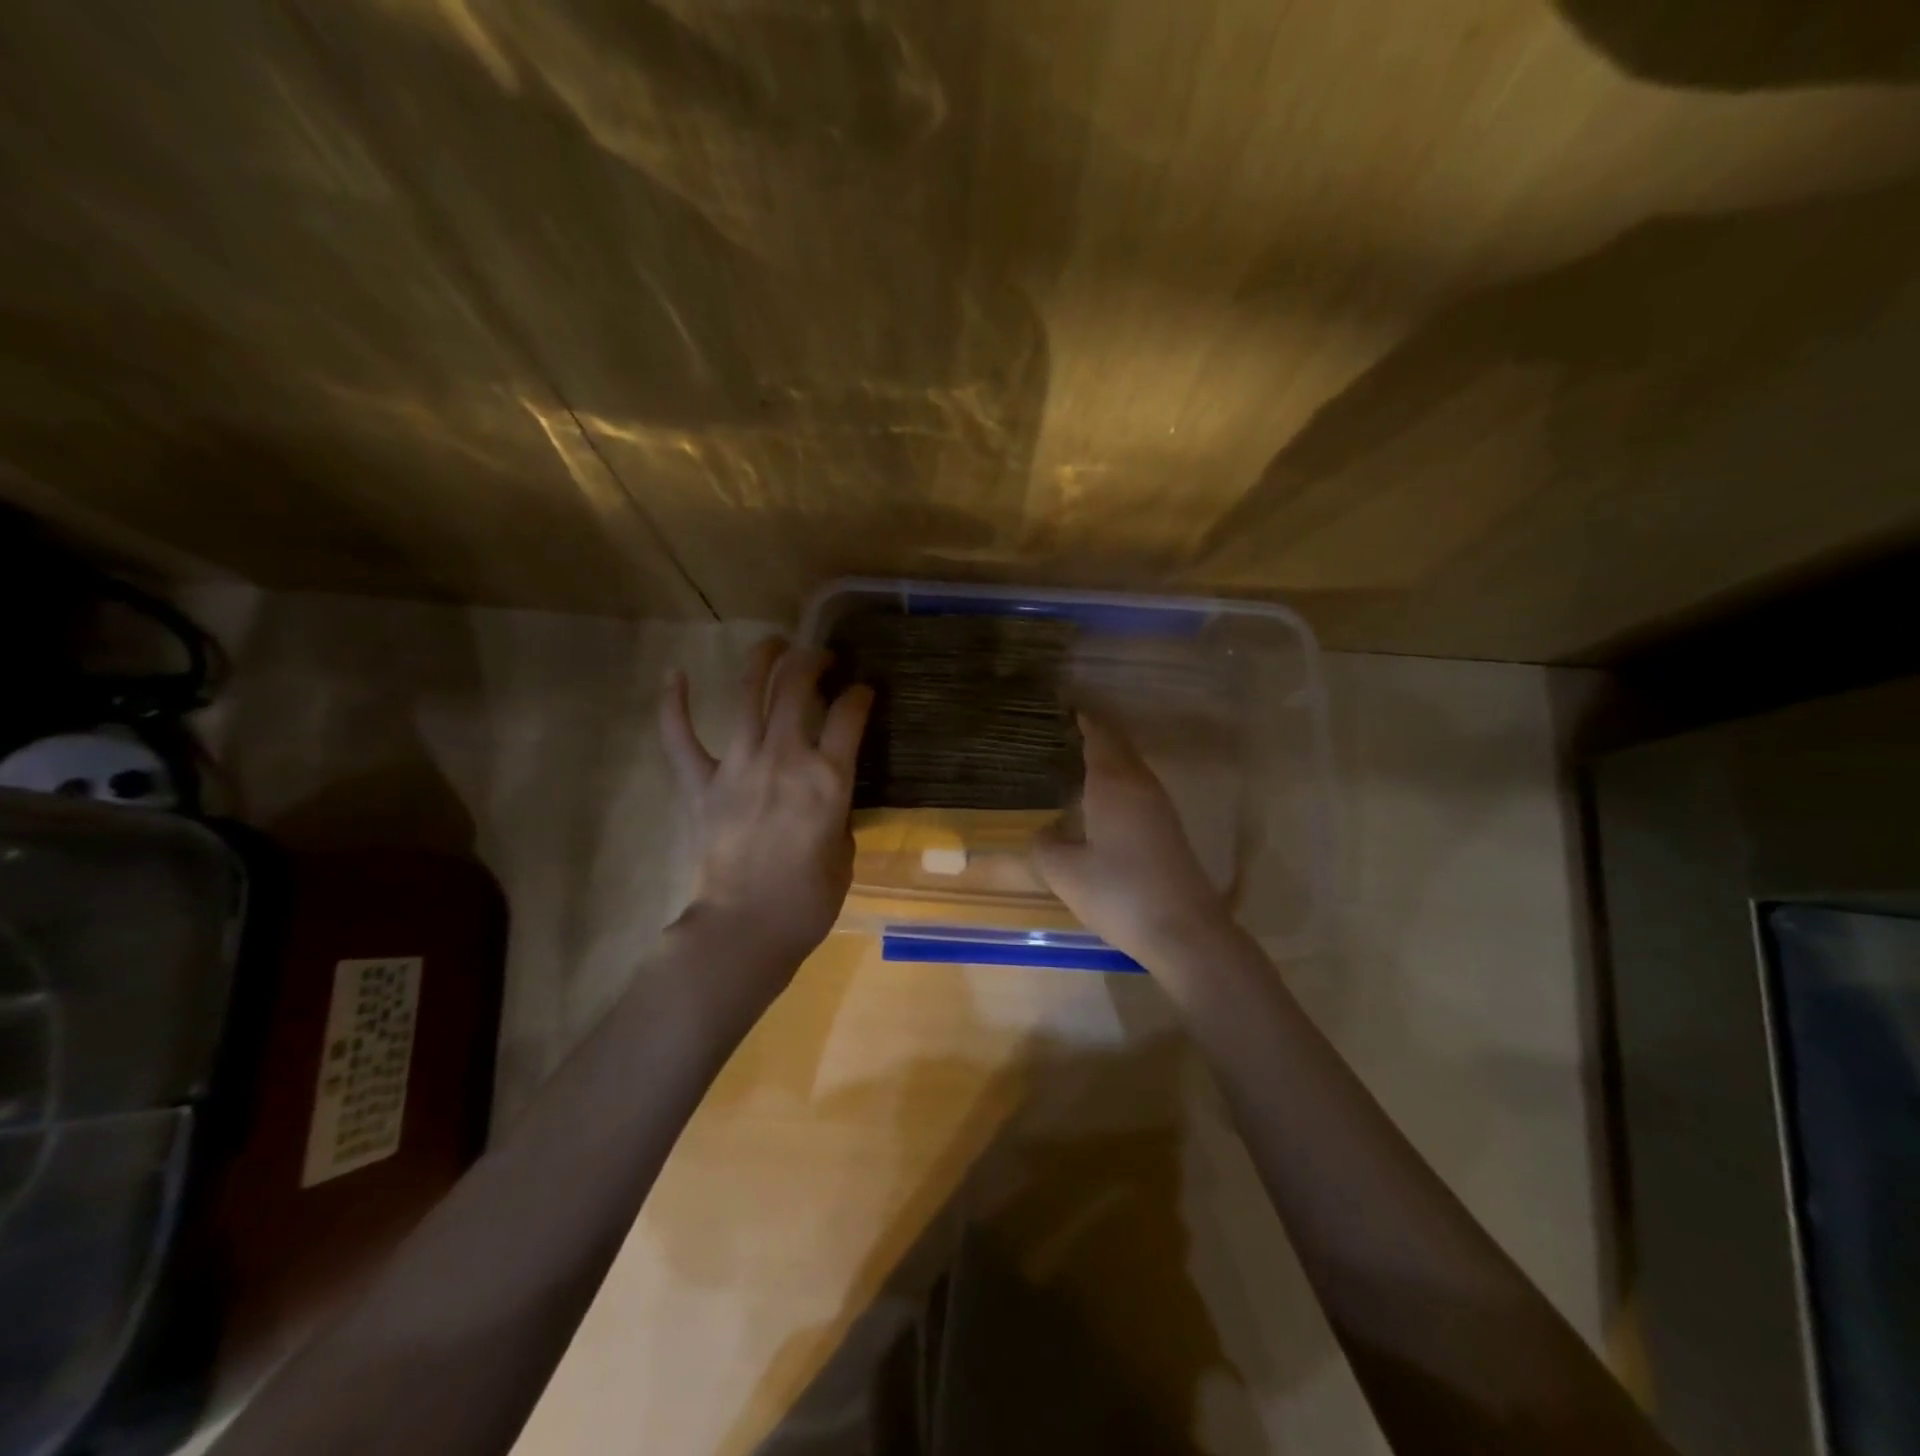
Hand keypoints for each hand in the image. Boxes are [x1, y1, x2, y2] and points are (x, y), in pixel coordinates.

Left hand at [660, 639, 873, 983]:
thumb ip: (838, 811)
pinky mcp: (702, 785)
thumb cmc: (808, 900)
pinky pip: (681, 738)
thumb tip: (827, 794)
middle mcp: (785, 758)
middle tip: (822, 657)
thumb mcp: (844, 851)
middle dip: (813, 661)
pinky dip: (674, 705)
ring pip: (749, 695)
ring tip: (775, 644)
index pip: (850, 715)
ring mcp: (739, 766)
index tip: (862, 691)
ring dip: (763, 660)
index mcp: (828, 778)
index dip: (860, 694)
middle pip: (798, 688)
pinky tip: (675, 675)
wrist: (746, 928)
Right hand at [1034, 712, 1234, 965]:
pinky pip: (1136, 789)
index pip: (1098, 734)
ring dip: (1104, 760)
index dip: (1080, 718)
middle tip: (1056, 734)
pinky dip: (1114, 783)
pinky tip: (1096, 803)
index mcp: (1113, 782)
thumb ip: (1044, 844)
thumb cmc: (1118, 892)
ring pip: (1128, 768)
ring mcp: (1159, 806)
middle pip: (1116, 747)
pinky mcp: (1167, 829)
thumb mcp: (1063, 871)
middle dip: (1090, 736)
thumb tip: (1046, 831)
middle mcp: (1140, 785)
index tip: (1058, 707)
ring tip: (1070, 762)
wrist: (1184, 930)